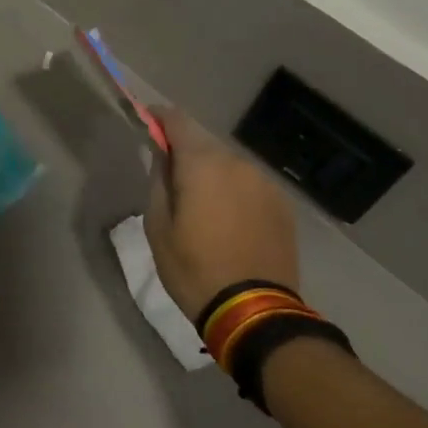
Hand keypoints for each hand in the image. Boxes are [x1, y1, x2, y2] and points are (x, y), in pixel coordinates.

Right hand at [145, 109, 299, 322]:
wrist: (254, 311)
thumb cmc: (193, 268)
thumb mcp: (158, 225)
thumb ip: (159, 179)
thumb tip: (161, 153)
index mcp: (203, 163)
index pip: (177, 120)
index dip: (159, 117)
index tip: (146, 121)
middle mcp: (238, 163)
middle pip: (204, 142)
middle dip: (185, 151)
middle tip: (169, 175)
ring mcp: (264, 183)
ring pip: (228, 164)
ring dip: (211, 172)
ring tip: (199, 203)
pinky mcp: (282, 204)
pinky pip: (248, 184)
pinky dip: (233, 190)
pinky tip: (226, 218)